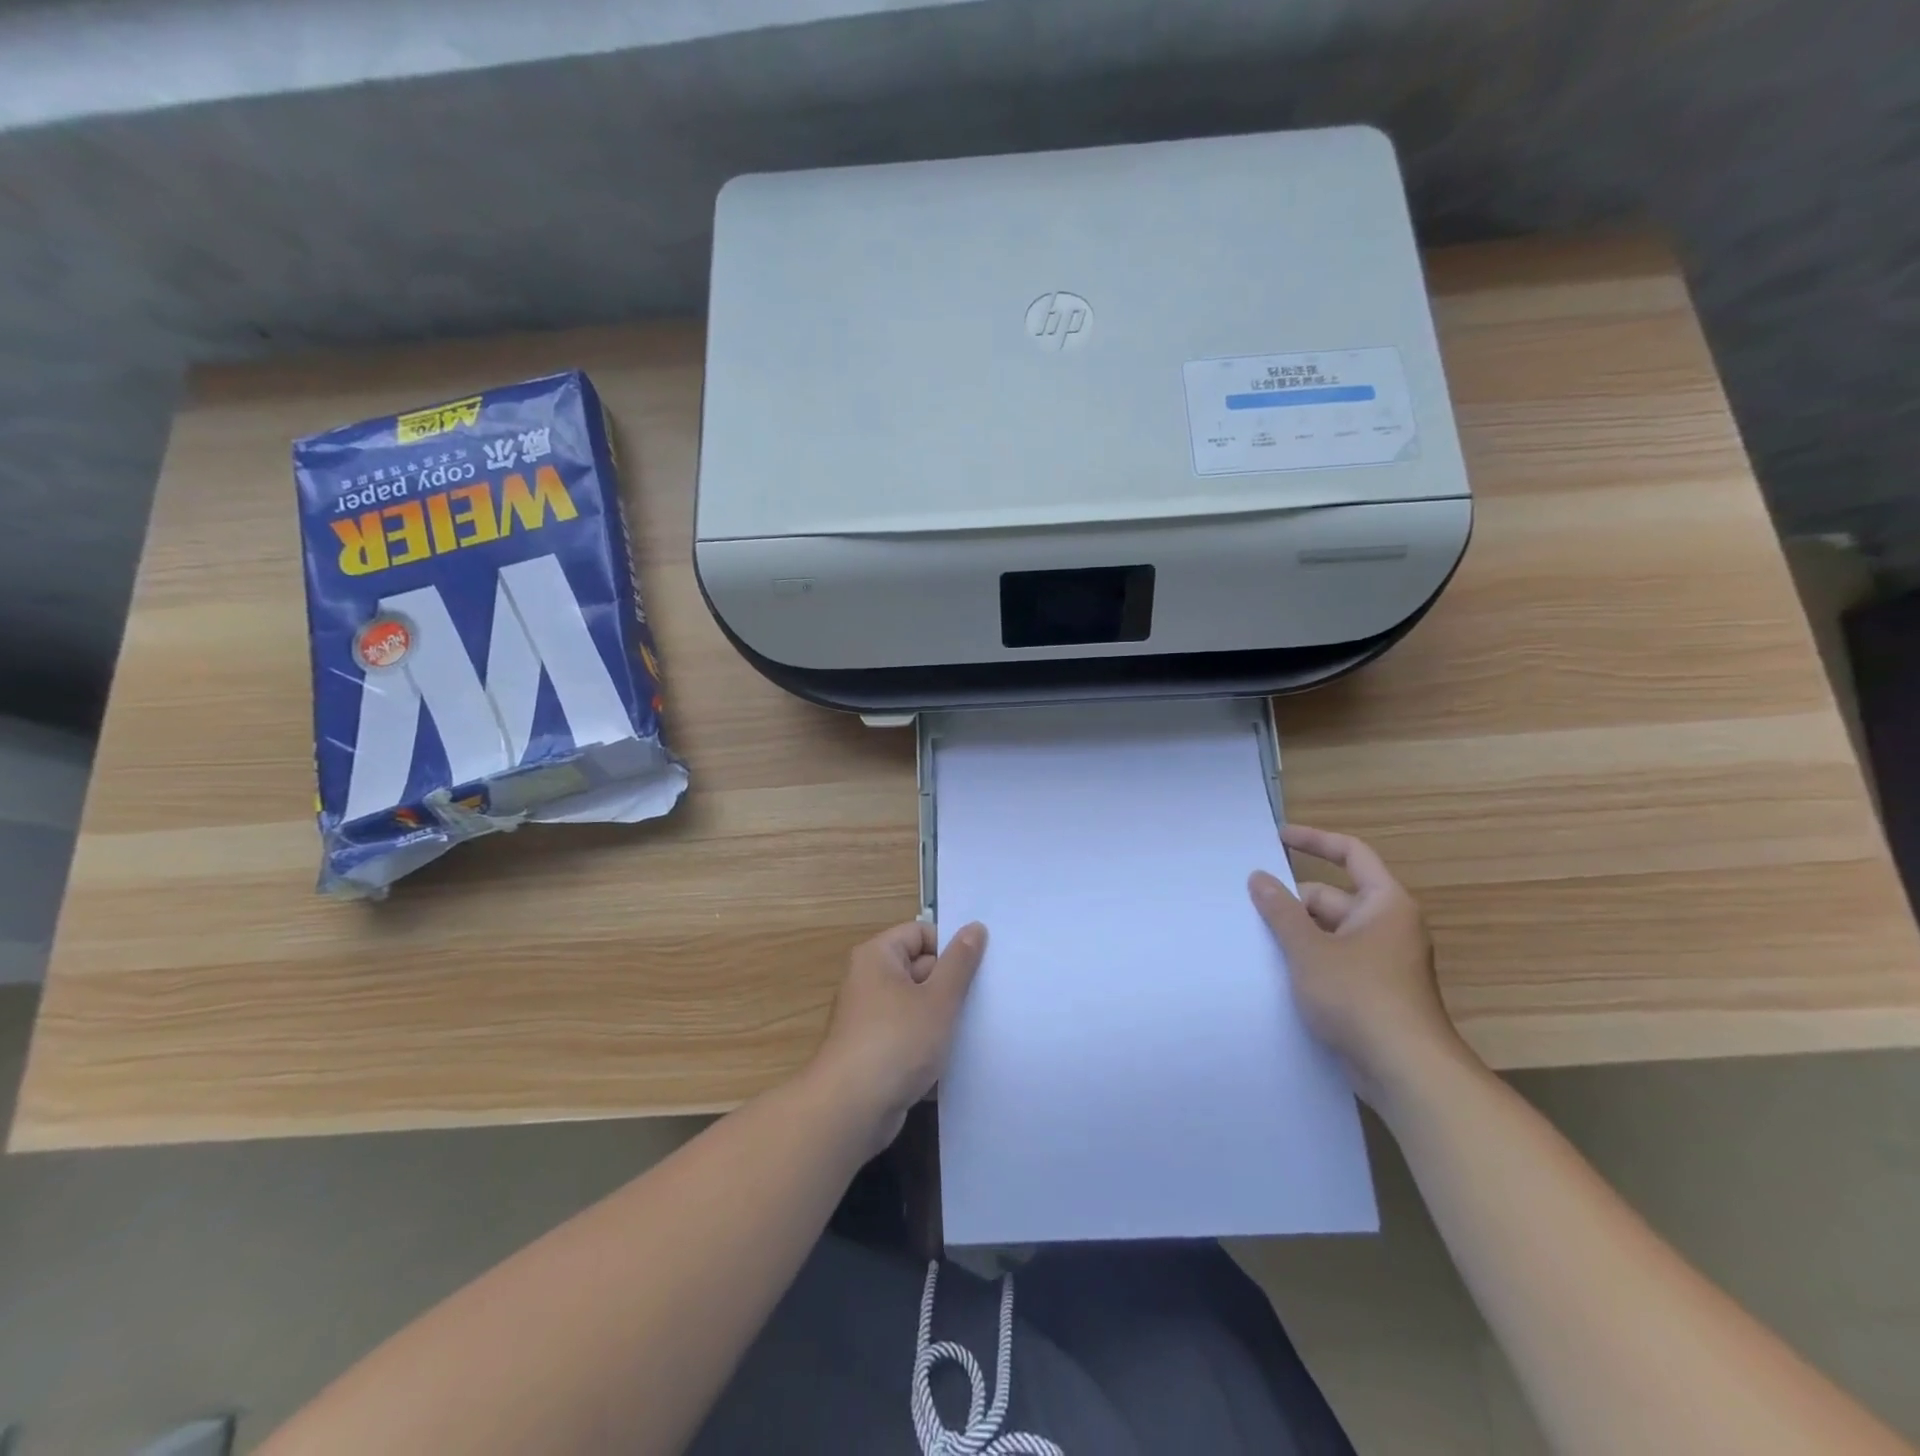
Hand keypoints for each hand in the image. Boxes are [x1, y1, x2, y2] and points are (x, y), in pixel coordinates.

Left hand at [808, 920, 986, 1154]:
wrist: (850, 1111)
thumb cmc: (896, 1042)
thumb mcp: (938, 999)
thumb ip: (960, 962)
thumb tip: (975, 927)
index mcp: (878, 956)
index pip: (921, 933)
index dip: (950, 948)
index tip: (978, 970)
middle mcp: (869, 981)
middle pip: (920, 968)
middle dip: (951, 986)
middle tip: (985, 1002)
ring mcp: (870, 1018)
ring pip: (918, 1006)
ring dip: (943, 1019)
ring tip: (974, 1030)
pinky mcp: (875, 1052)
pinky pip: (909, 1036)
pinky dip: (928, 1045)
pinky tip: (955, 1060)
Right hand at [1249, 824, 1472, 1108]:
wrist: (1405, 1071)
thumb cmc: (1359, 996)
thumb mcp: (1309, 948)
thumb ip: (1280, 910)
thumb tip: (1259, 877)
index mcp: (1385, 903)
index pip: (1351, 854)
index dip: (1314, 840)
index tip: (1277, 837)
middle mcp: (1387, 926)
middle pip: (1331, 897)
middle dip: (1292, 902)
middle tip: (1248, 907)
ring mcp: (1381, 961)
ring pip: (1329, 932)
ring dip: (1295, 933)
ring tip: (1253, 938)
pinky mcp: (1372, 992)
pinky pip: (1333, 960)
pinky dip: (1307, 959)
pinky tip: (1275, 971)